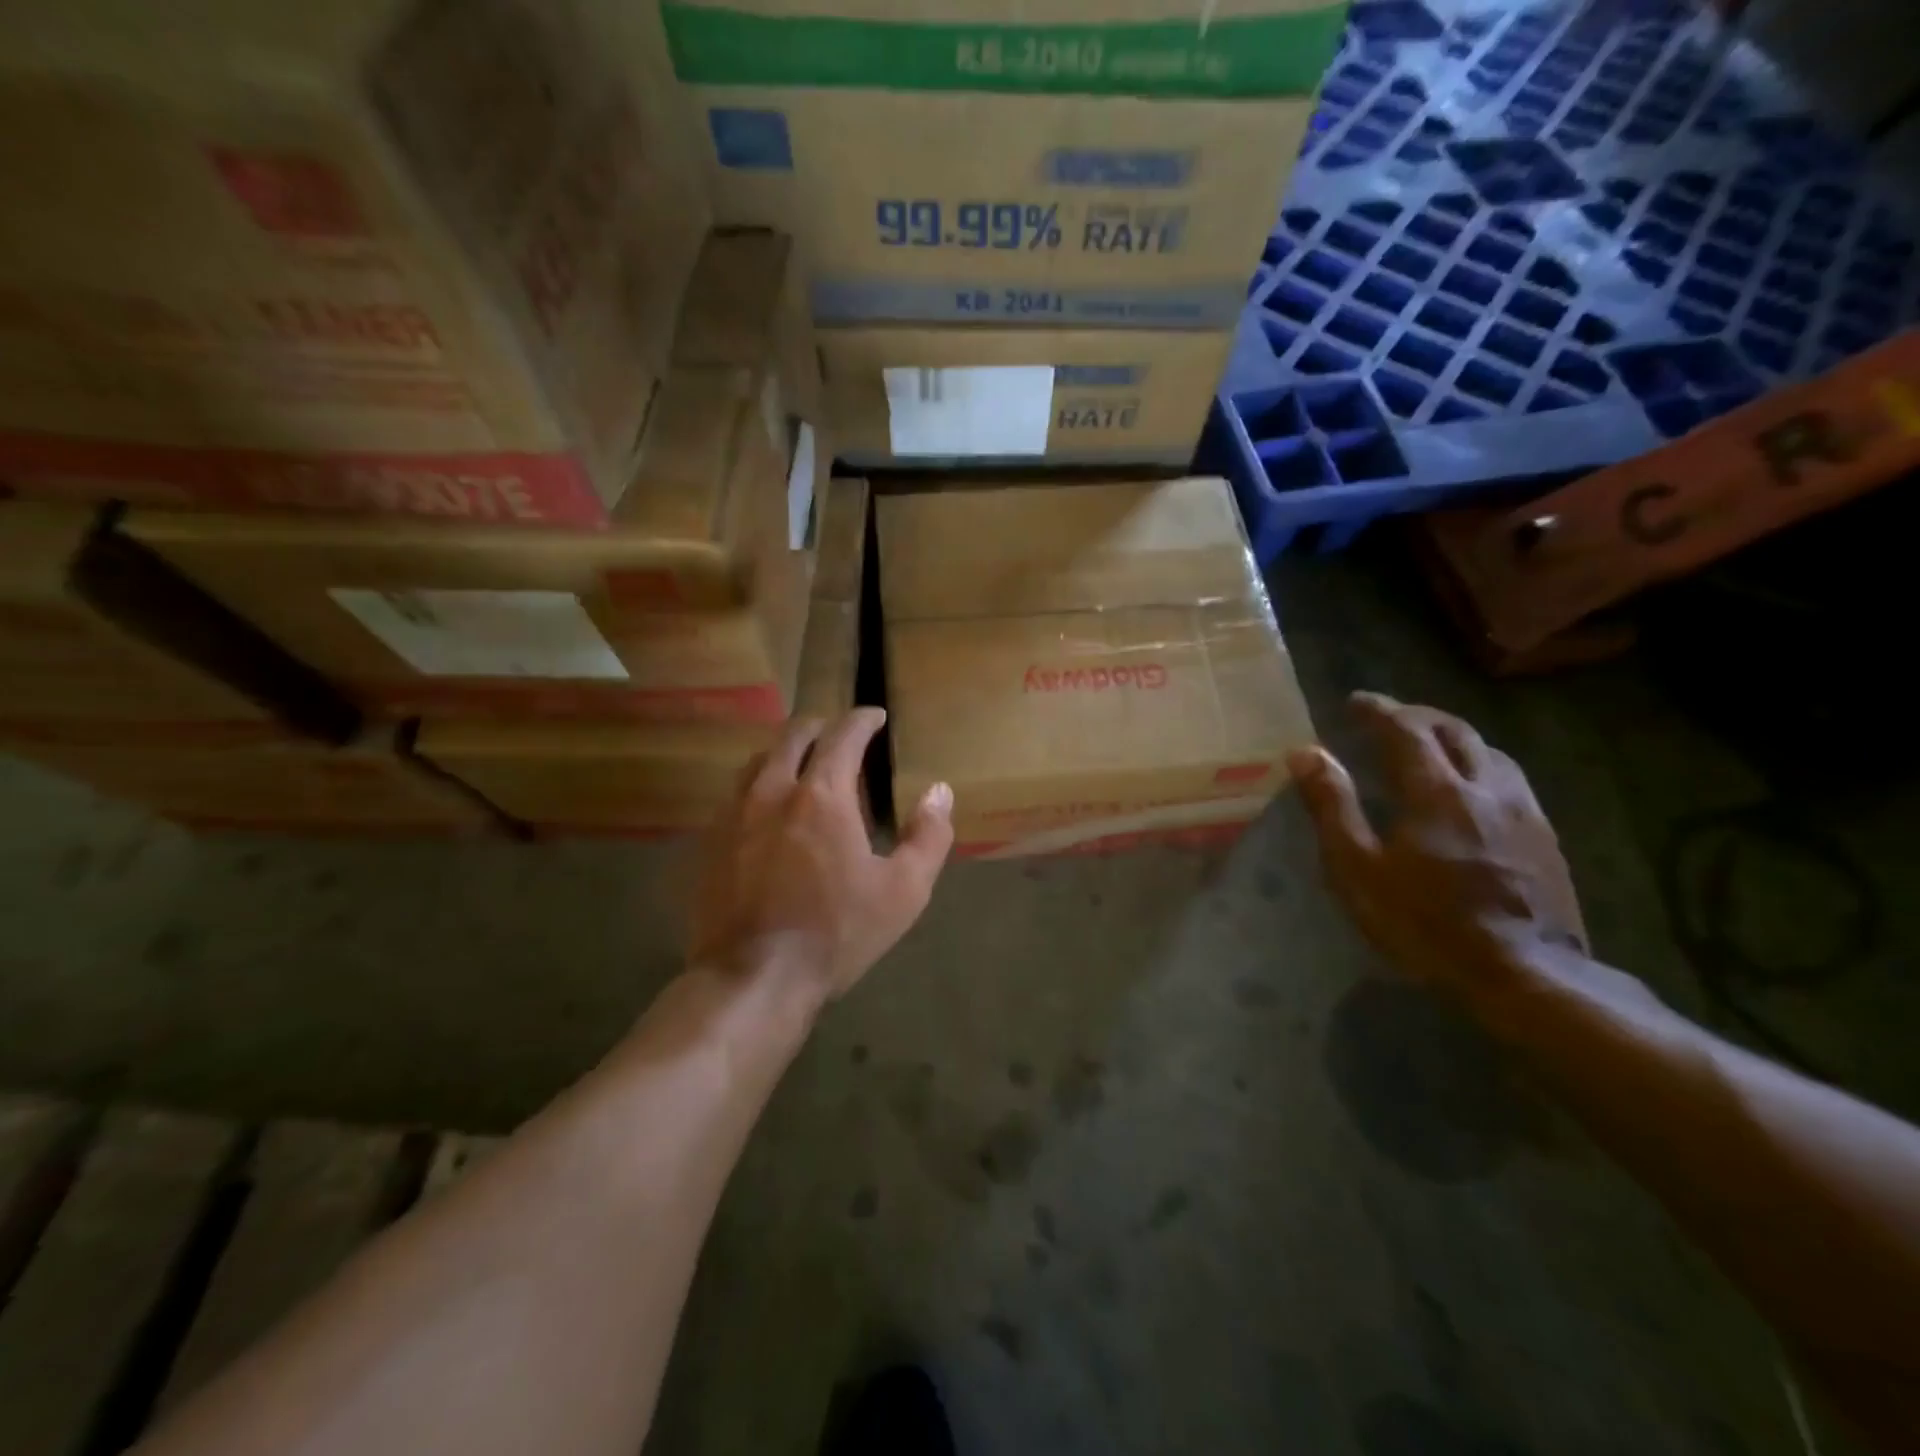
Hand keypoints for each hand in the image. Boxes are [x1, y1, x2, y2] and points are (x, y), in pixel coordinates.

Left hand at [689, 709, 953, 1012]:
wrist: (753, 978)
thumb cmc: (837, 932)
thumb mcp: (904, 890)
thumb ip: (929, 836)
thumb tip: (939, 792)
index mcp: (822, 795)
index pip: (843, 735)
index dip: (862, 720)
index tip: (875, 716)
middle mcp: (772, 790)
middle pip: (793, 735)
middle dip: (821, 727)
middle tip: (839, 737)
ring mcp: (734, 814)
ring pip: (757, 760)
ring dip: (784, 753)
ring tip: (802, 768)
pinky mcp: (710, 842)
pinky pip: (735, 795)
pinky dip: (758, 787)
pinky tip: (767, 813)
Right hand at [1289, 694, 1587, 1009]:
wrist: (1525, 976)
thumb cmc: (1426, 923)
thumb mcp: (1358, 868)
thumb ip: (1332, 806)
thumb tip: (1305, 753)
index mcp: (1436, 791)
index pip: (1406, 730)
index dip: (1379, 710)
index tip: (1356, 701)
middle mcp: (1486, 787)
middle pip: (1455, 730)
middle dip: (1418, 716)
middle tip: (1389, 717)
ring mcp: (1524, 811)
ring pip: (1490, 752)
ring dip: (1454, 736)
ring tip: (1429, 744)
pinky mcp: (1545, 838)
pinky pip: (1511, 779)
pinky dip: (1481, 764)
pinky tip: (1473, 788)